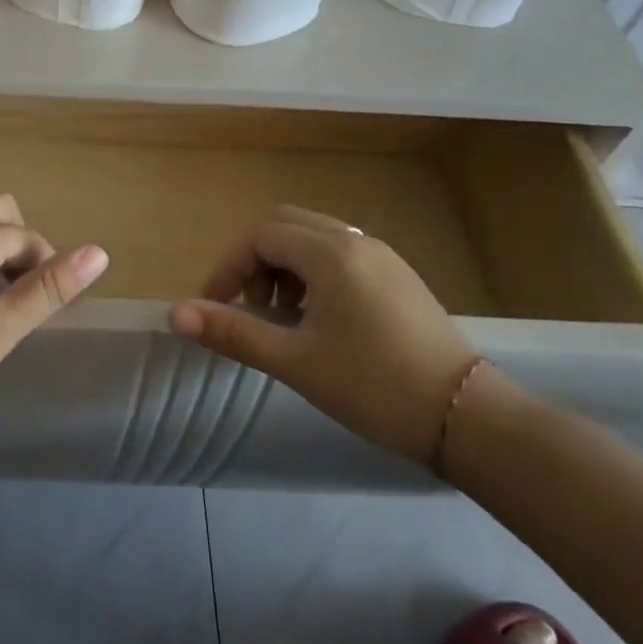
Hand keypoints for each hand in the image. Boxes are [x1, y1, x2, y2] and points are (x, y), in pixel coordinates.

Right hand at [169, 205, 479, 464]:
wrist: (466, 417)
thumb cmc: (373, 386)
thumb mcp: (294, 361)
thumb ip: (233, 332)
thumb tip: (176, 314)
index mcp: (331, 254)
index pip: (260, 236)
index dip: (228, 267)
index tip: (214, 307)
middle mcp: (356, 242)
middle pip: (286, 226)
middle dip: (255, 261)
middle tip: (249, 307)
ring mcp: (383, 257)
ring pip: (314, 239)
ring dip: (283, 267)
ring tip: (282, 318)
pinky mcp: (399, 277)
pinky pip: (341, 255)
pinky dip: (313, 274)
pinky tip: (319, 320)